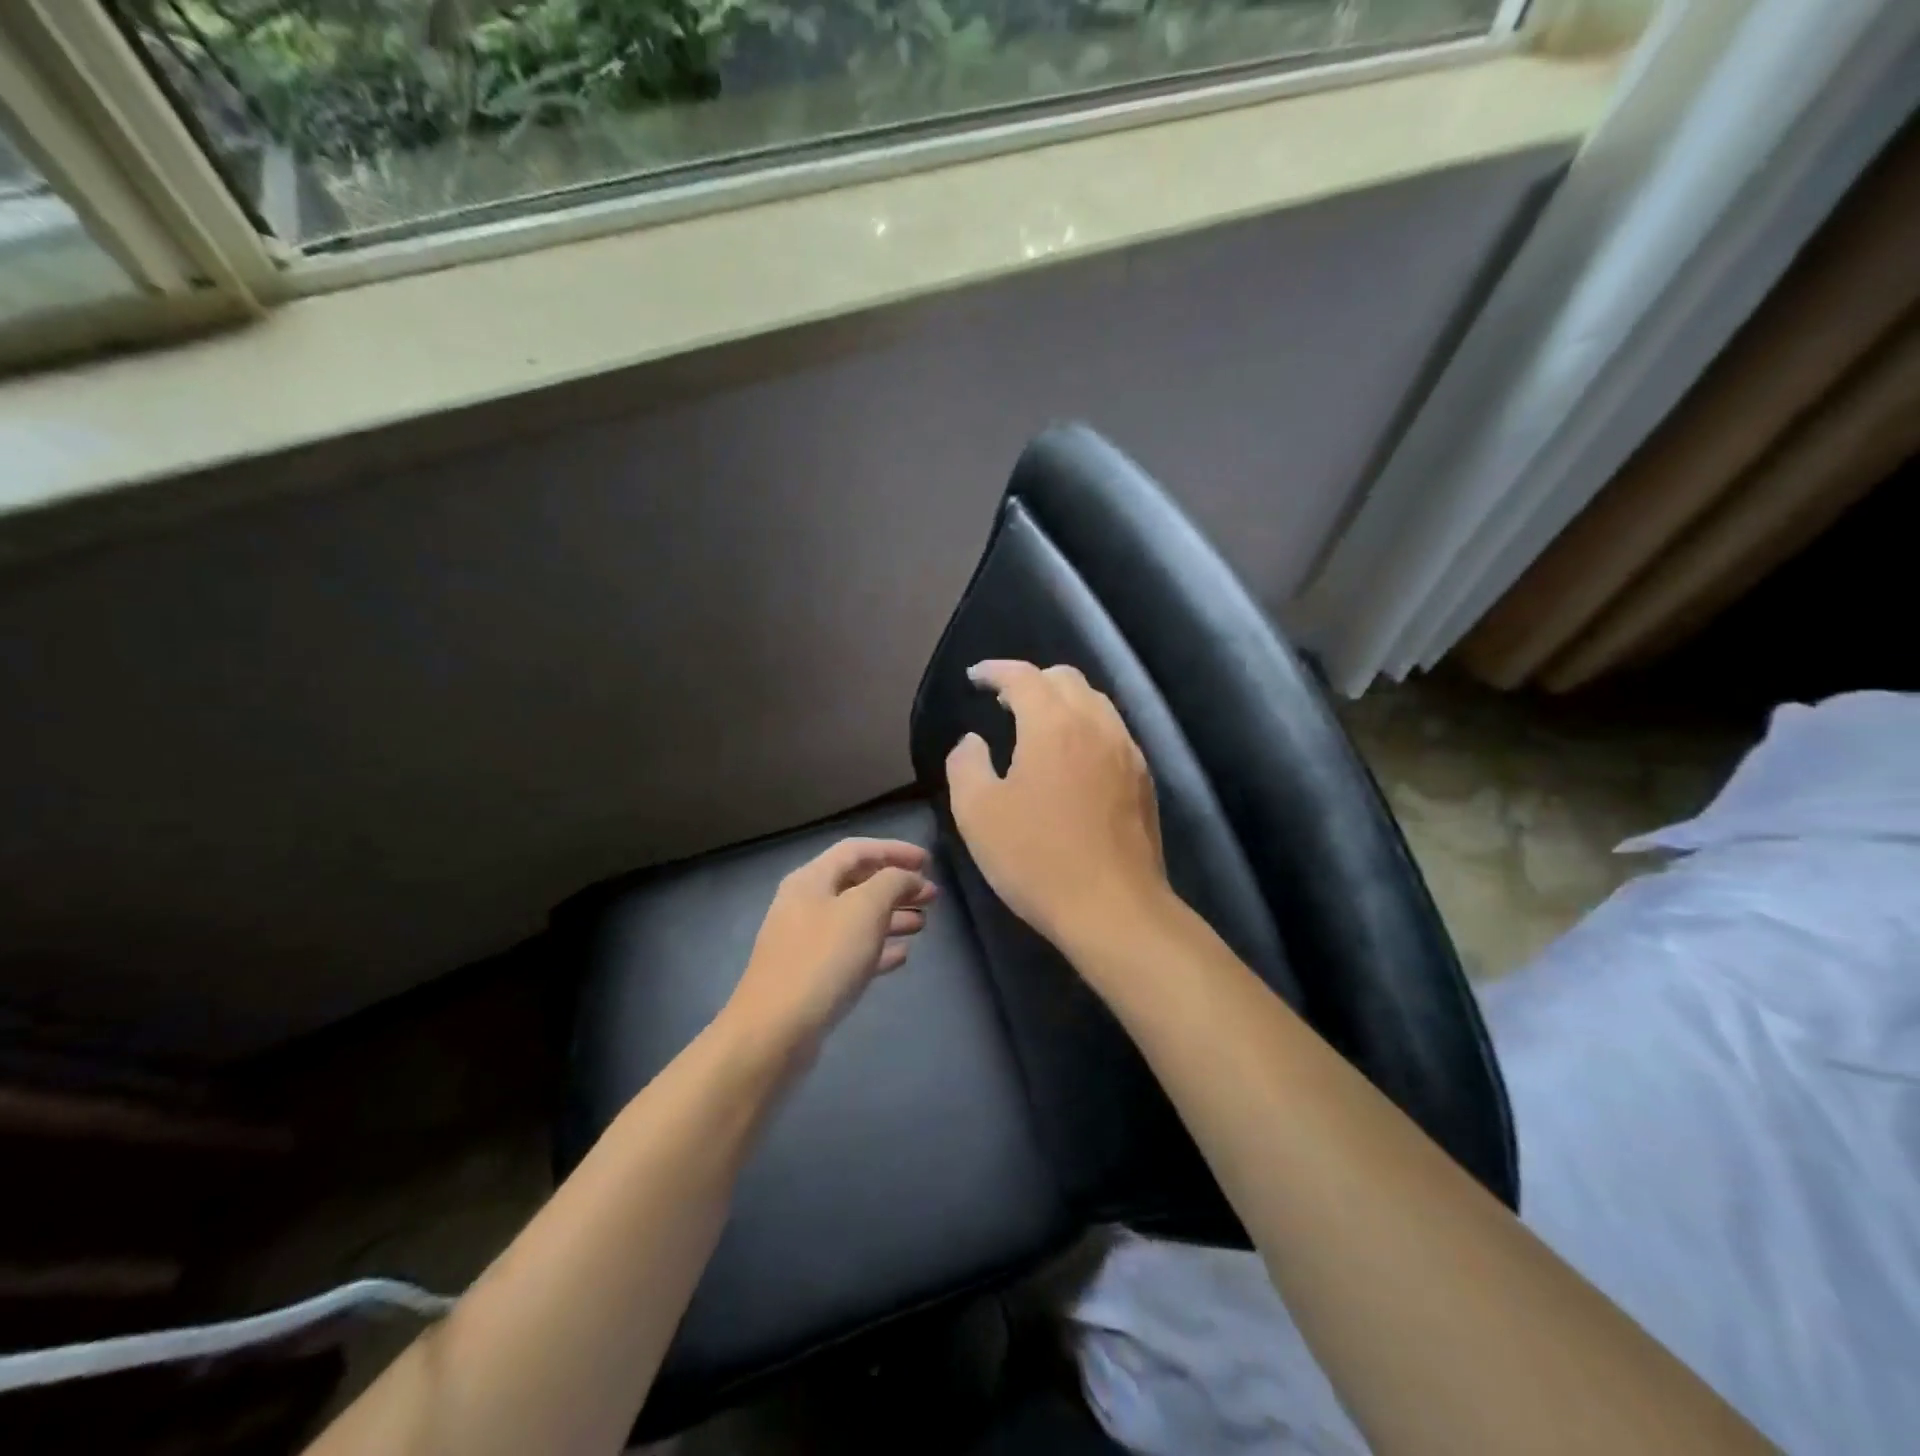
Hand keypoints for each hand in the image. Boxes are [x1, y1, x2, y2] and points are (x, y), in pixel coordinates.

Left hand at [725, 837, 935, 1052]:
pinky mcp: (812, 976)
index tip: (929, 862)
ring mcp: (806, 942)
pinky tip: (902, 955)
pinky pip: (851, 951)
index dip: (894, 850)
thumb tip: (909, 877)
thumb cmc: (823, 959)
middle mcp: (806, 904)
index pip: (857, 850)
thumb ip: (892, 883)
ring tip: (923, 924)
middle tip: (932, 896)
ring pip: (856, 918)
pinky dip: (878, 948)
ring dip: (891, 916)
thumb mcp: (865, 909)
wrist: (775, 1031)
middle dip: (897, 886)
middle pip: (857, 883)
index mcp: (812, 879)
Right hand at [945, 660, 1168, 949]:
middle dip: (1032, 680)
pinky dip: (1086, 727)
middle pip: (1066, 678)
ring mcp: (1127, 751)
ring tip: (1037, 726)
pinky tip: (1072, 759)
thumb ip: (965, 764)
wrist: (1113, 908)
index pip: (1024, 676)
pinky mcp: (1143, 779)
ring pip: (1095, 702)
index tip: (975, 677)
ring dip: (1062, 701)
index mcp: (1053, 724)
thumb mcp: (977, 813)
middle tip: (1003, 703)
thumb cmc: (1036, 858)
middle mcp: (1096, 725)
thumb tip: (973, 741)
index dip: (995, 670)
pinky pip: (1112, 731)